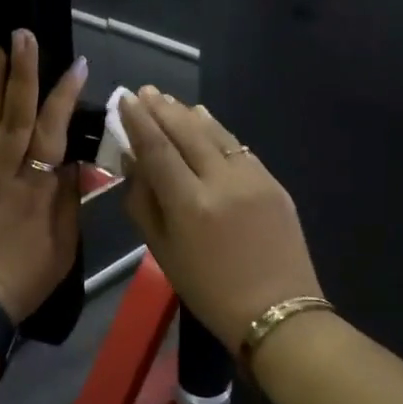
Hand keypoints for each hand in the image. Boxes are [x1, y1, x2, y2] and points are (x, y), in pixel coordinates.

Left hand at [0, 31, 88, 322]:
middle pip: (14, 116)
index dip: (64, 96)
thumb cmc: (21, 281)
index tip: (75, 66)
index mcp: (36, 190)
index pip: (53, 132)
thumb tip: (71, 162)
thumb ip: (67, 202)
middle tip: (23, 36)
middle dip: (22, 73)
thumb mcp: (61, 249)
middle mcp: (2, 174)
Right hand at [118, 89, 323, 350]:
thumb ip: (144, 204)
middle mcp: (222, 181)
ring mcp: (253, 178)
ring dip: (189, 114)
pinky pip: (239, 147)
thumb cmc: (209, 291)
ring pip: (216, 133)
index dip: (138, 121)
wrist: (277, 311)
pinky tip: (206, 120)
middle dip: (163, 109)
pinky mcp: (274, 182)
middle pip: (187, 132)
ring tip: (170, 101)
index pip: (158, 149)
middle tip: (145, 91)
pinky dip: (218, 130)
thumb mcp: (163, 252)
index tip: (125, 99)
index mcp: (190, 204)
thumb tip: (134, 164)